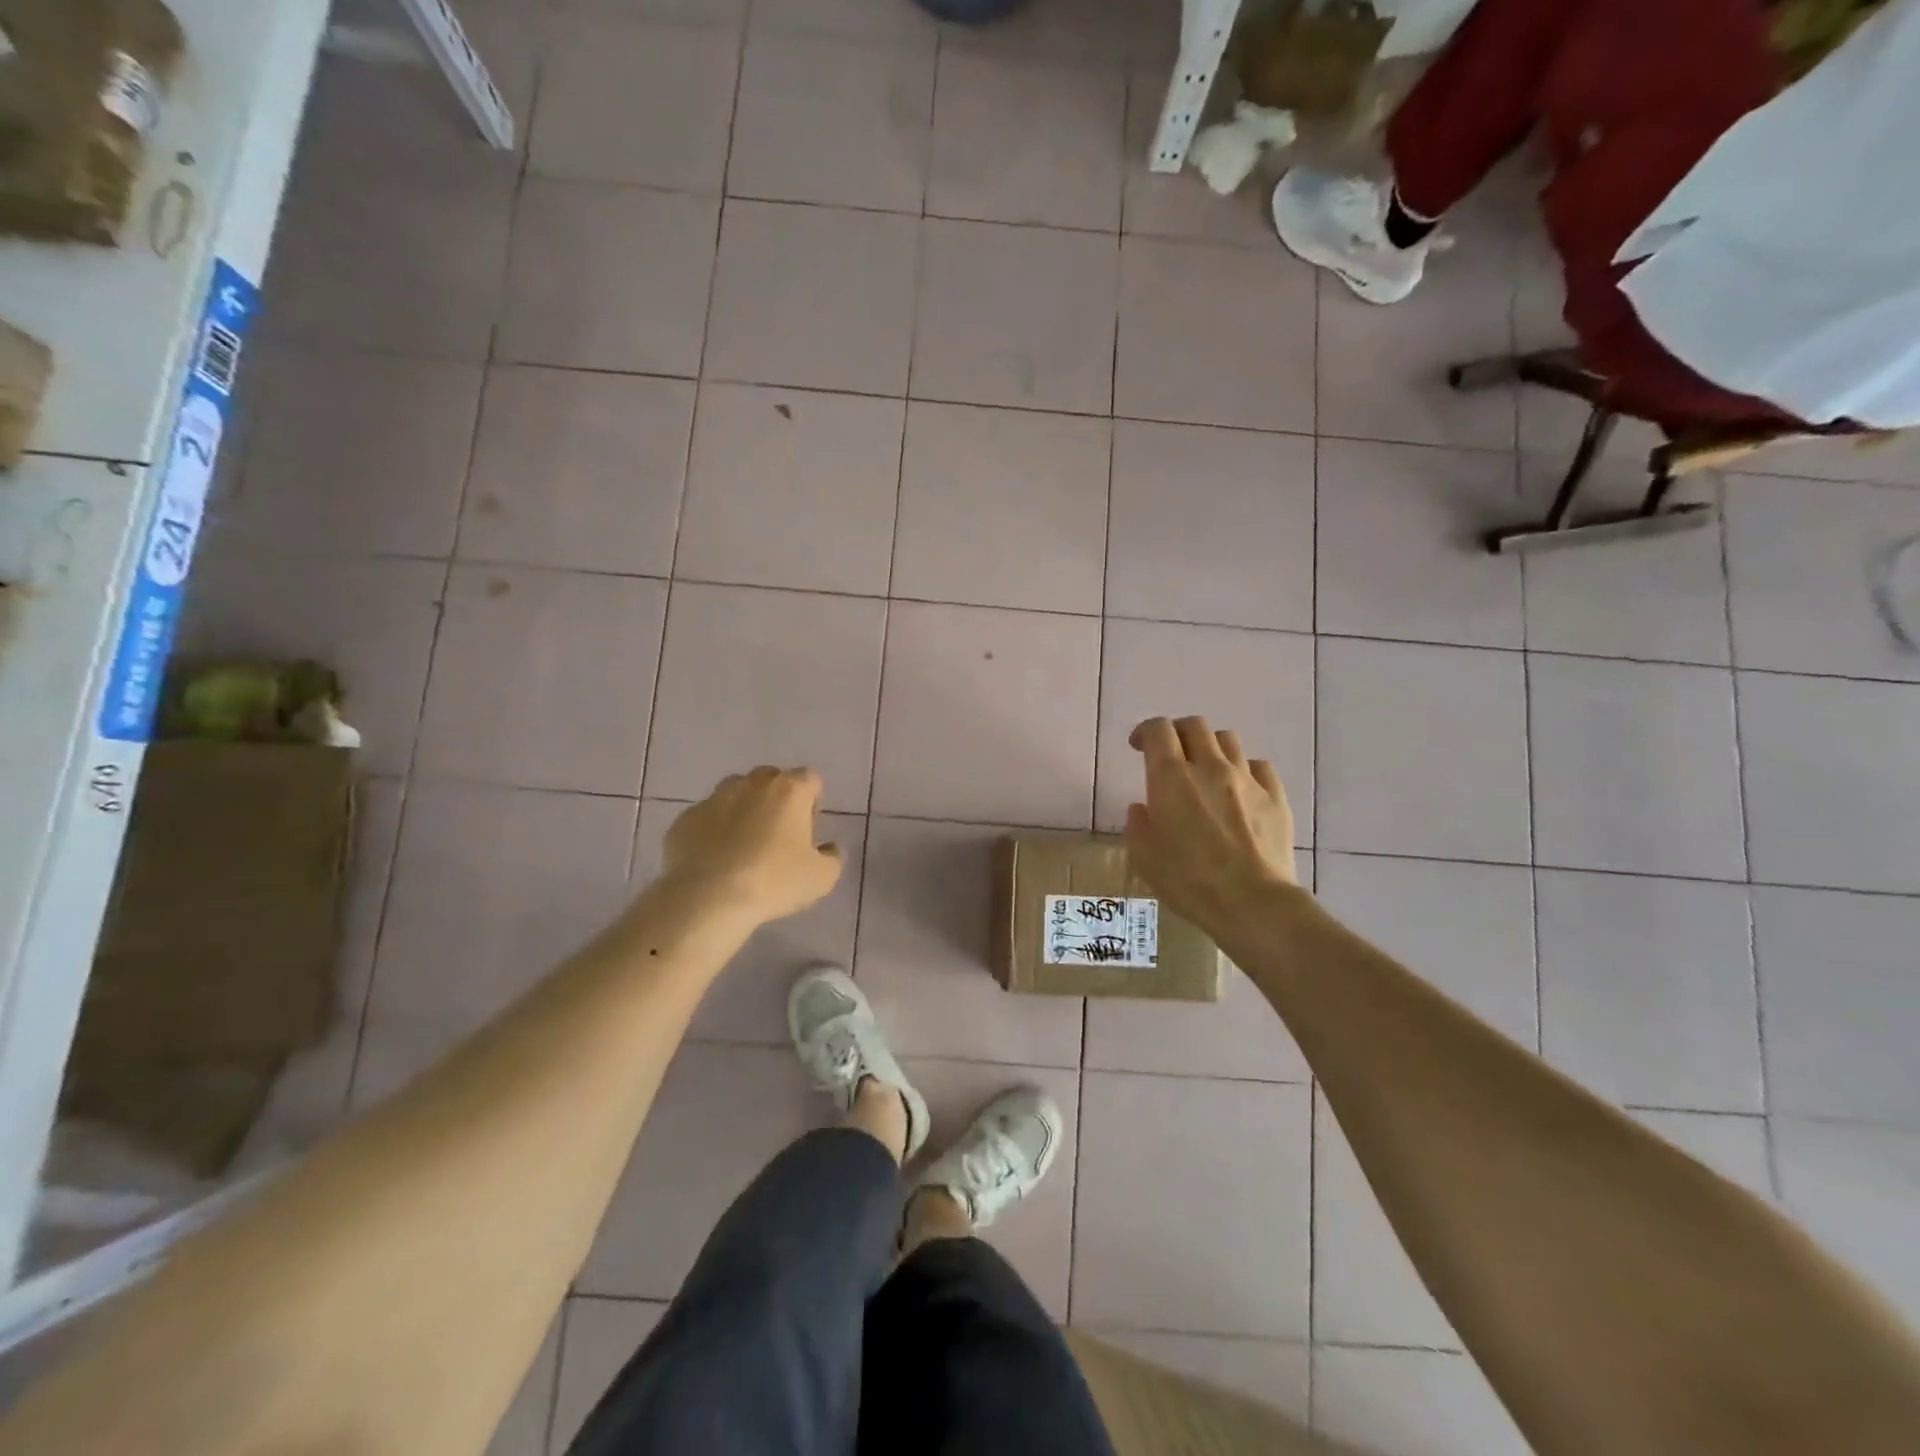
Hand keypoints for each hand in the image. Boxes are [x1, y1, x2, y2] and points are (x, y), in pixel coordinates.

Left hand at [661, 766, 842, 924]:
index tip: (808, 828)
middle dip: (777, 798)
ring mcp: (714, 798)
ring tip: (743, 842)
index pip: (810, 779)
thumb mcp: (822, 878)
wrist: (708, 898)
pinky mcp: (685, 819)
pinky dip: (714, 829)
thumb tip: (828, 848)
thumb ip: (832, 857)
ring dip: (743, 808)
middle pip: (771, 778)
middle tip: (778, 833)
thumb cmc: (774, 881)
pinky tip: (715, 858)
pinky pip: (706, 817)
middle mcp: (752, 784)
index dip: (812, 800)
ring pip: (735, 792)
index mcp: (789, 791)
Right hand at [1123, 716, 1298, 940]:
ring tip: (1205, 769)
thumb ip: (1138, 825)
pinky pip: (1258, 766)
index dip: (1146, 731)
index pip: (1159, 730)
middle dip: (1178, 733)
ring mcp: (1247, 779)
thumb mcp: (1144, 858)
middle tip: (1170, 754)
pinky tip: (1239, 790)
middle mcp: (1209, 767)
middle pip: (1195, 726)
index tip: (1138, 746)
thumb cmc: (1189, 881)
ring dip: (1211, 747)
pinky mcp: (1275, 796)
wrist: (1253, 903)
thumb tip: (1143, 808)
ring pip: (1228, 740)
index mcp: (1171, 777)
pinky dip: (1244, 770)